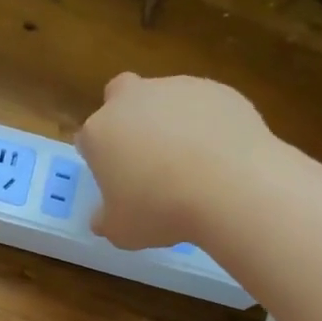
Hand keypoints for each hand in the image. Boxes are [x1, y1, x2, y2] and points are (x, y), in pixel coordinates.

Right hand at [76, 73, 274, 249]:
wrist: (232, 188)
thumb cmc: (161, 211)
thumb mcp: (121, 231)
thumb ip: (106, 220)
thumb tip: (103, 218)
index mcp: (100, 131)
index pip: (88, 138)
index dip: (101, 158)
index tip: (116, 179)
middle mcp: (133, 100)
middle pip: (121, 96)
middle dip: (128, 117)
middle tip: (145, 155)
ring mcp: (178, 89)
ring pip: (166, 98)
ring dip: (171, 120)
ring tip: (192, 161)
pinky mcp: (219, 89)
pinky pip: (205, 105)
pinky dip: (208, 123)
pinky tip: (221, 154)